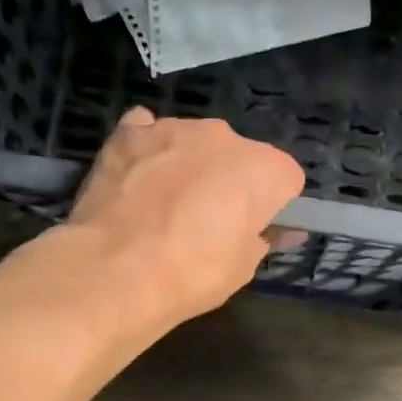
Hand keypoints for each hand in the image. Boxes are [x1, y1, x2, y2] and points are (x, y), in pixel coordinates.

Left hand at [69, 107, 305, 321]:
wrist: (115, 269)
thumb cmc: (194, 273)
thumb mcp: (243, 267)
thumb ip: (267, 239)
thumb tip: (285, 231)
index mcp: (266, 168)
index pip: (286, 180)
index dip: (273, 206)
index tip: (255, 229)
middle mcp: (226, 136)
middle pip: (240, 156)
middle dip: (230, 181)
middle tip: (209, 221)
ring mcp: (175, 128)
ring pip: (195, 143)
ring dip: (190, 165)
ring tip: (165, 206)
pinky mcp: (129, 132)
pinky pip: (148, 132)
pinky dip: (149, 150)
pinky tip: (137, 177)